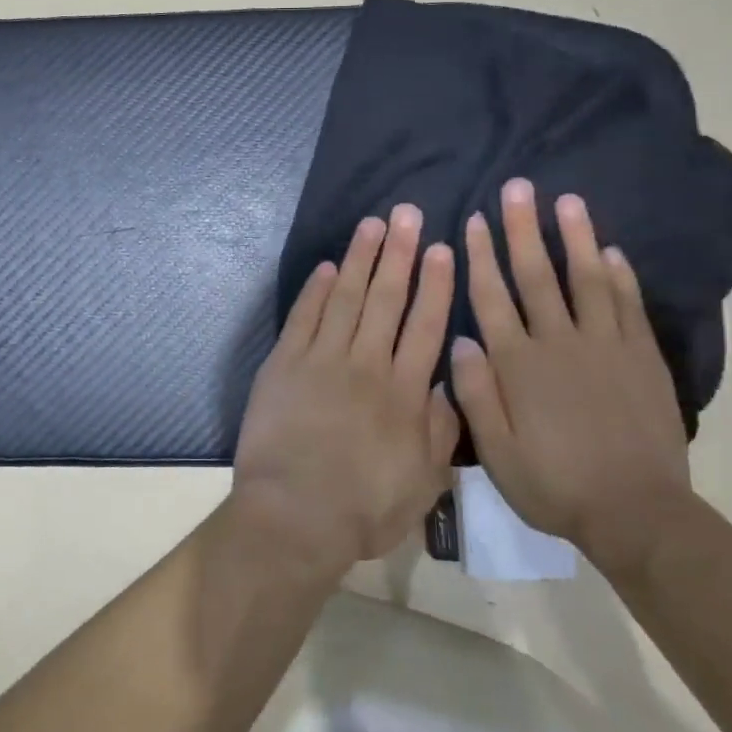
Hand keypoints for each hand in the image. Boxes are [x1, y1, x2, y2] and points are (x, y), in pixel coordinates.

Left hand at [231, 205, 459, 577]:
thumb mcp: (424, 483)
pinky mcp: (285, 364)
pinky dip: (315, 291)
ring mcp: (322, 360)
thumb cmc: (363, 509)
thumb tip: (446, 385)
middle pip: (387, 299)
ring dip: (360, 259)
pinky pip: (303, 318)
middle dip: (399, 254)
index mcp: (404, 392)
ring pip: (346, 298)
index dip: (435, 285)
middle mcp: (367, 365)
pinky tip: (327, 267)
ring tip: (372, 224)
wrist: (294, 517)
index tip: (441, 249)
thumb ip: (440, 431)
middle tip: (407, 214)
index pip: (426, 325)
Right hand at [449, 179, 692, 576]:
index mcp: (519, 365)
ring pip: (587, 279)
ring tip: (566, 200)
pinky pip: (629, 306)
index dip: (481, 256)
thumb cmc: (556, 484)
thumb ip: (476, 394)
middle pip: (537, 275)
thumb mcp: (498, 453)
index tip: (473, 220)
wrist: (638, 513)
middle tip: (516, 188)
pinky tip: (611, 251)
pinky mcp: (642, 358)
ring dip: (575, 238)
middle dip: (523, 229)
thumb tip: (461, 340)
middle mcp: (560, 343)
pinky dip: (620, 276)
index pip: (493, 298)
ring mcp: (606, 346)